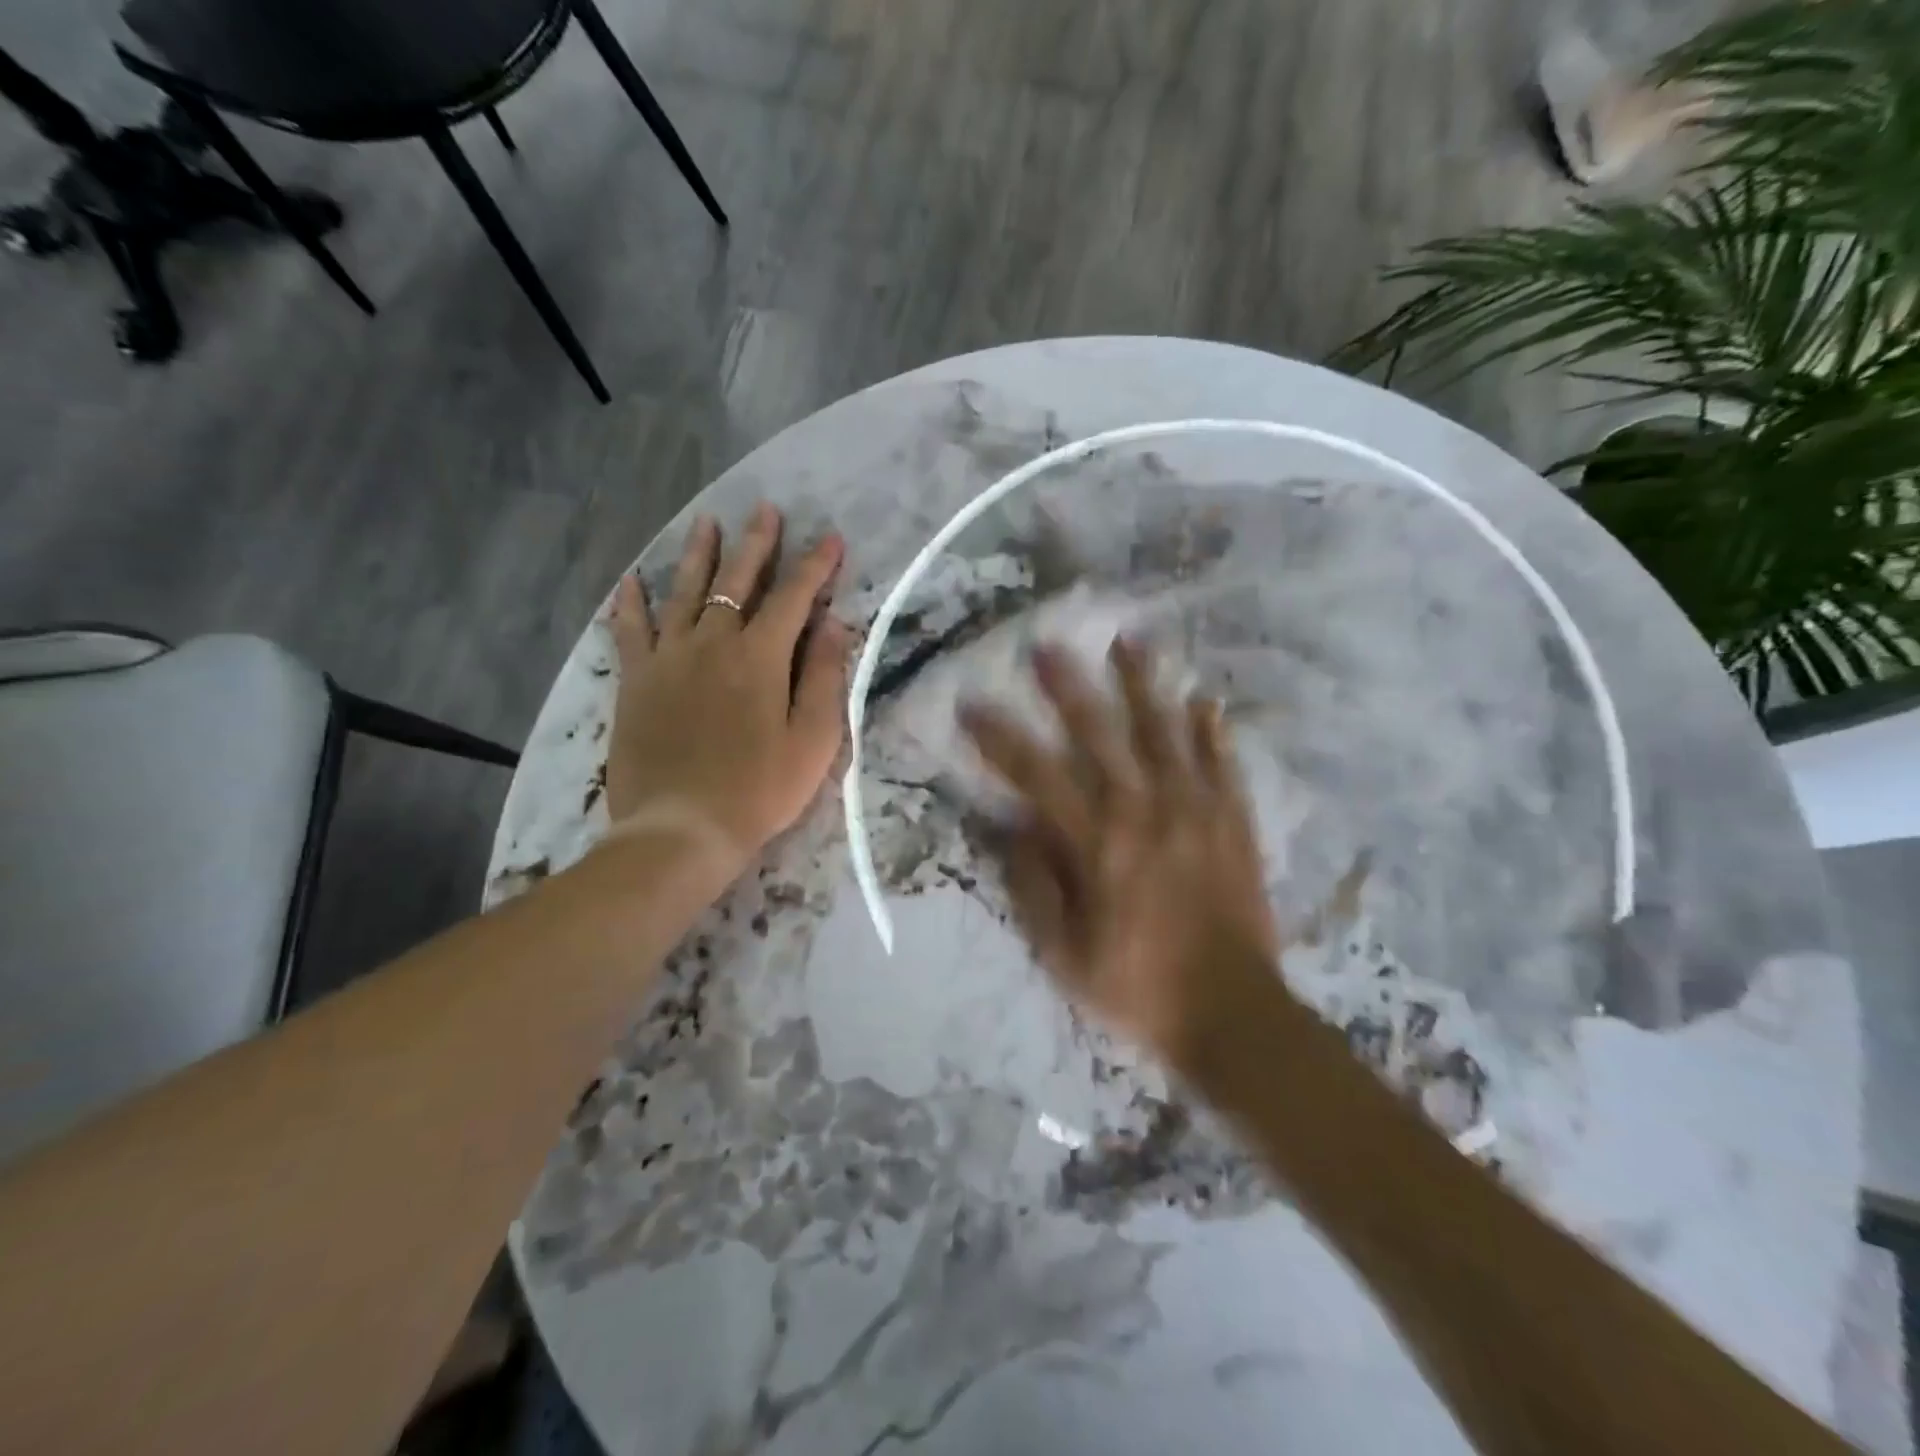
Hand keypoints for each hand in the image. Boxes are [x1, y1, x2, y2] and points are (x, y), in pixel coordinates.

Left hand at [605, 502, 849, 880]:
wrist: (682, 828)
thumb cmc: (759, 790)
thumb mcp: (813, 740)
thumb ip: (823, 676)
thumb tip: (835, 623)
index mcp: (760, 657)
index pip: (794, 597)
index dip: (815, 566)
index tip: (832, 539)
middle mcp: (713, 643)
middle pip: (736, 581)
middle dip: (757, 544)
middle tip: (766, 510)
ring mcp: (668, 658)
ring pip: (684, 592)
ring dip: (699, 554)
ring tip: (706, 522)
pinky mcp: (636, 681)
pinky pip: (630, 630)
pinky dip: (631, 603)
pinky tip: (631, 580)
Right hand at [960, 638, 1280, 1072]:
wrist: (1233, 1015)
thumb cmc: (1137, 986)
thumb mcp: (1064, 952)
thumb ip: (1034, 884)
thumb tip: (1013, 825)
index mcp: (1097, 843)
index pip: (1036, 774)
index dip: (999, 738)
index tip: (972, 704)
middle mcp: (1145, 812)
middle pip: (1101, 734)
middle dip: (1068, 687)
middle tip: (1047, 645)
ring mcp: (1197, 811)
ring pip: (1165, 732)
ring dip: (1143, 685)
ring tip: (1129, 640)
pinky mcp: (1235, 822)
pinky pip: (1222, 764)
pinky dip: (1211, 730)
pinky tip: (1203, 700)